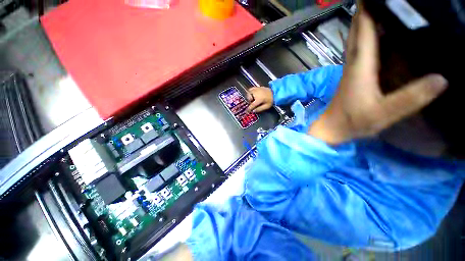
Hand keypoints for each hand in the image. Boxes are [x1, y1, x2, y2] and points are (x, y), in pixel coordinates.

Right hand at [246, 87, 273, 112]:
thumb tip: (253, 111)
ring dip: (249, 96)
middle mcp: (256, 94)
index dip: (248, 109)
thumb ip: (259, 109)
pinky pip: (251, 89)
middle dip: (249, 101)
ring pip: (249, 92)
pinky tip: (253, 94)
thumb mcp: (266, 106)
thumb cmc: (271, 100)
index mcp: (259, 99)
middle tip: (252, 103)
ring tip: (253, 98)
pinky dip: (250, 92)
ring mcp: (256, 89)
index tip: (247, 111)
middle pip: (249, 98)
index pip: (252, 105)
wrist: (275, 92)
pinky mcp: (257, 87)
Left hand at [308, 9, 447, 143]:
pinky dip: (366, 38)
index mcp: (360, 66)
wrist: (332, 127)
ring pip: (356, 40)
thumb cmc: (353, 121)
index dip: (367, 10)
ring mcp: (351, 69)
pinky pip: (359, 51)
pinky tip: (376, 35)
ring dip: (364, 22)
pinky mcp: (352, 75)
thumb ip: (411, 98)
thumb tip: (442, 78)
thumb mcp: (383, 113)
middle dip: (365, 11)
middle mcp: (353, 63)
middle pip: (357, 31)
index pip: (364, 31)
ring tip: (379, 8)